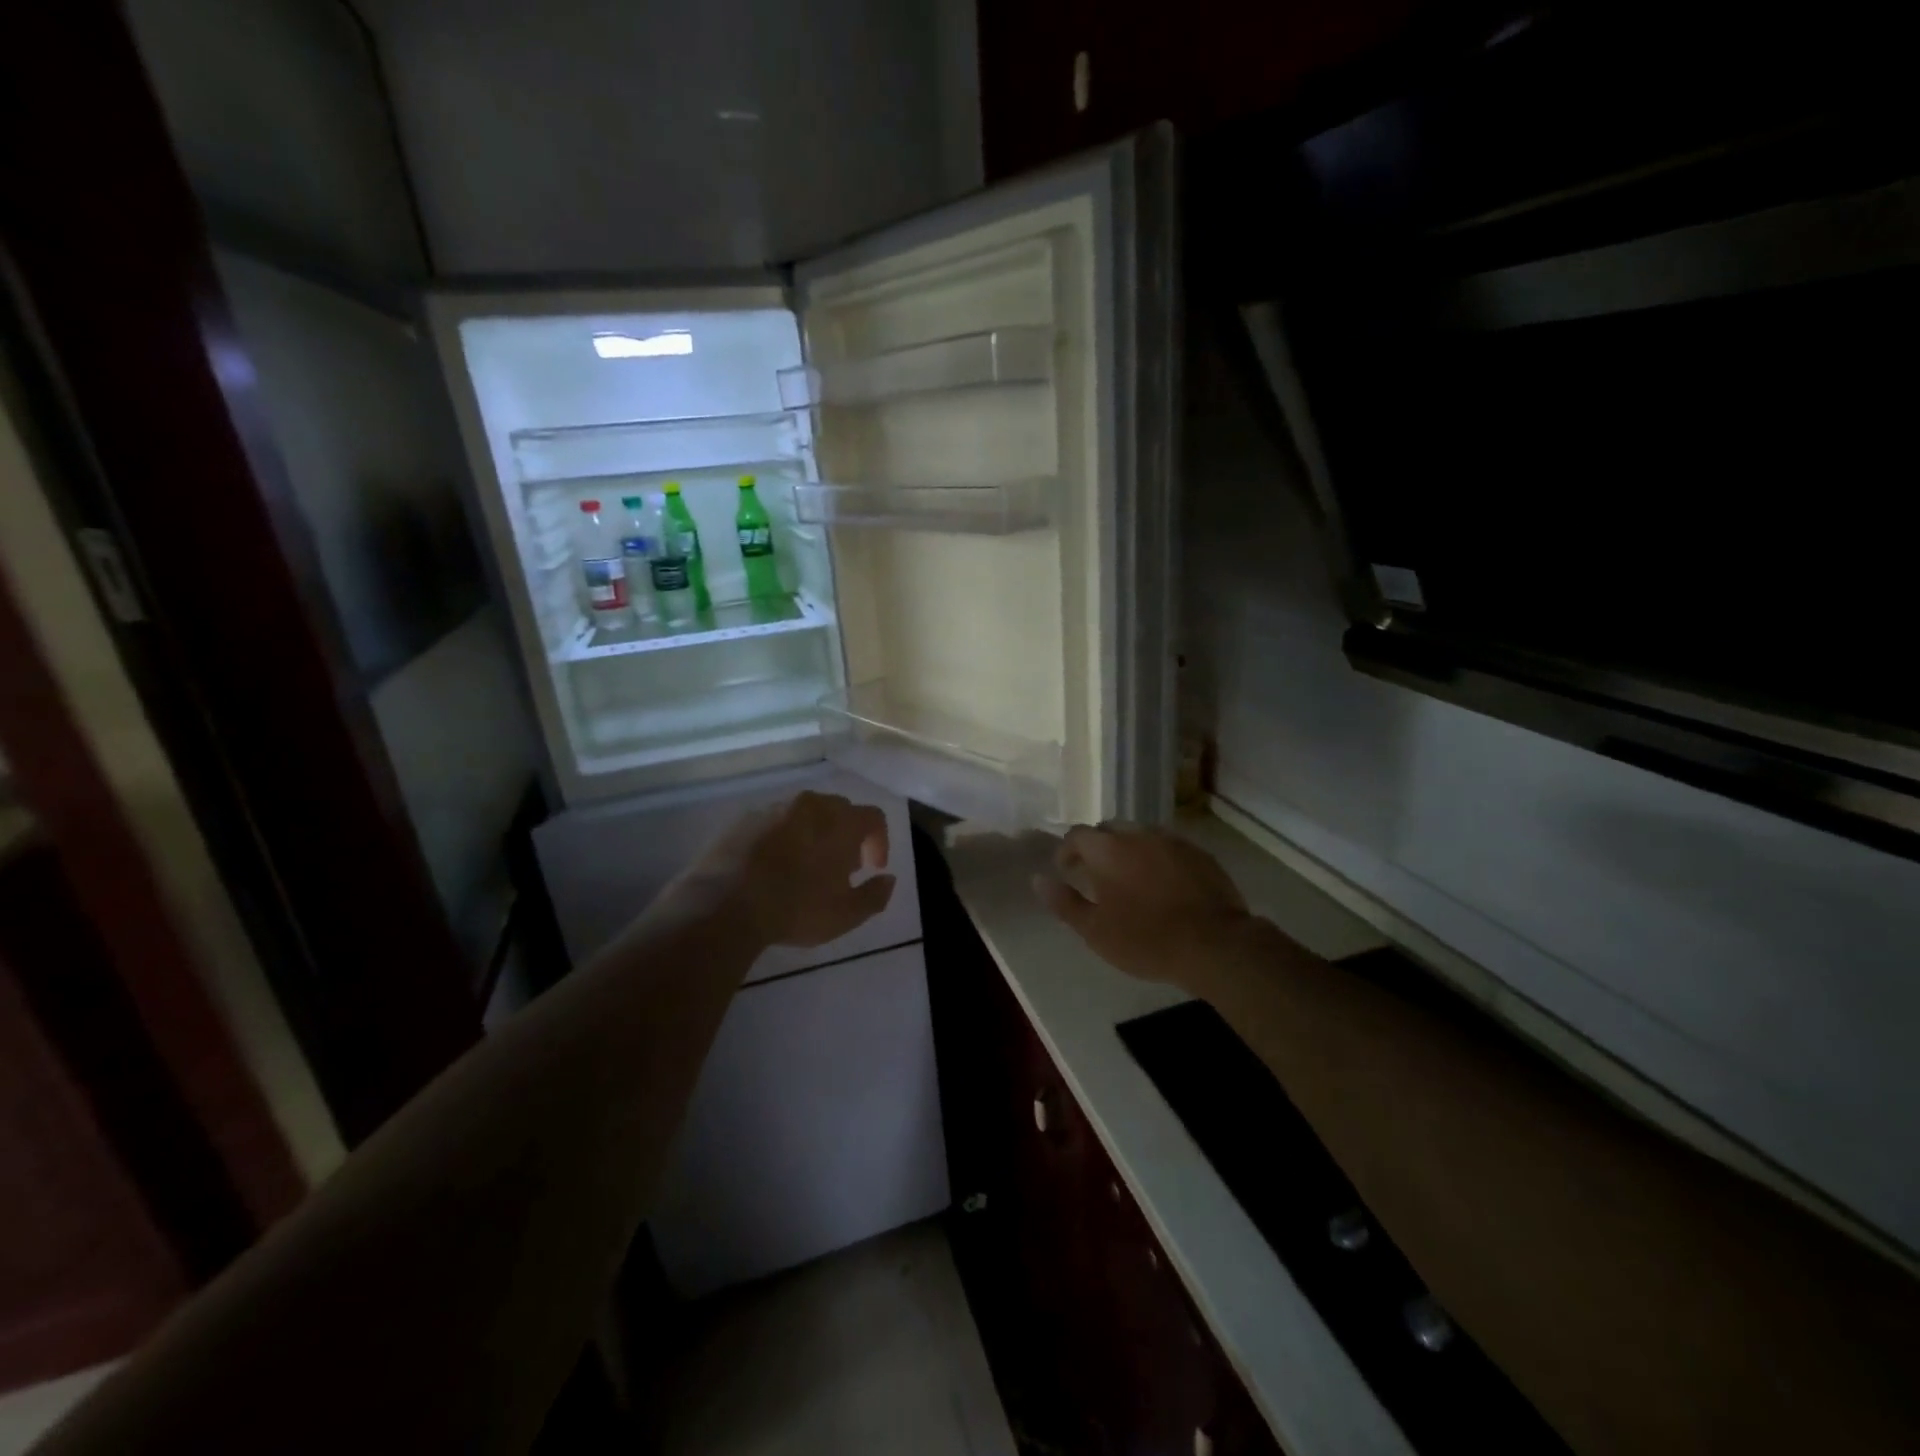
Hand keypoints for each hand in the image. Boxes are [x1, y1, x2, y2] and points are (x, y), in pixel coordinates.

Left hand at [693, 791, 895, 948]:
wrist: (726, 905)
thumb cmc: (797, 908)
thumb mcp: (847, 914)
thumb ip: (876, 895)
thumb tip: (888, 879)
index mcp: (840, 822)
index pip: (874, 817)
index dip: (879, 841)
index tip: (872, 868)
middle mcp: (810, 806)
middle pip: (840, 810)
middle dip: (847, 835)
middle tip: (842, 868)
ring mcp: (774, 809)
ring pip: (806, 814)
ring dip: (815, 834)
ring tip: (807, 867)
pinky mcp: (744, 820)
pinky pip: (775, 822)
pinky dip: (784, 837)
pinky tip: (775, 866)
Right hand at [1033, 822, 1255, 990]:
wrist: (1214, 944)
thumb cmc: (1145, 939)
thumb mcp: (1094, 930)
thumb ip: (1064, 902)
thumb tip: (1038, 879)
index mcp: (1108, 849)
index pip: (1078, 834)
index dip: (1067, 851)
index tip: (1067, 871)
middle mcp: (1138, 834)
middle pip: (1110, 829)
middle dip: (1098, 847)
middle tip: (1096, 874)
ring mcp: (1172, 841)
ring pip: (1141, 836)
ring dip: (1129, 850)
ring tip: (1130, 879)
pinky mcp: (1199, 853)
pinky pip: (1168, 847)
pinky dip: (1157, 858)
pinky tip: (1162, 883)